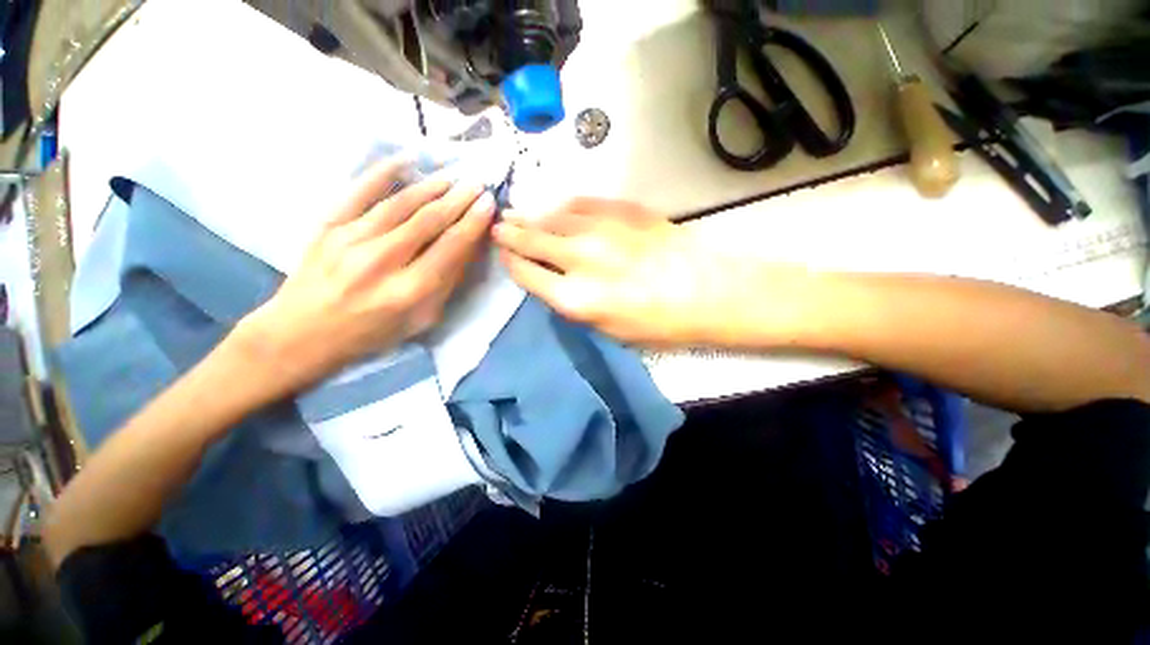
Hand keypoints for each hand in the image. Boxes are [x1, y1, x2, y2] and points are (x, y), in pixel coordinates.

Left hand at [235, 158, 495, 392]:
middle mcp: (382, 262)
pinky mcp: (328, 227)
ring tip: (453, 176)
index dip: (473, 223)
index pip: (451, 247)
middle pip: (429, 221)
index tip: (488, 204)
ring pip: (400, 204)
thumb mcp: (421, 320)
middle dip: (458, 199)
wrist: (302, 333)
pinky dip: (383, 173)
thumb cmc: (371, 333)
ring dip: (431, 187)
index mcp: (410, 291)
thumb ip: (446, 283)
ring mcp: (351, 240)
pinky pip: (359, 192)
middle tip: (478, 184)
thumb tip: (466, 247)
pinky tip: (406, 160)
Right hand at [493, 198, 741, 345]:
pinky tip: (559, 210)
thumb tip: (554, 282)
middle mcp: (579, 259)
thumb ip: (575, 304)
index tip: (504, 254)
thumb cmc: (659, 324)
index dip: (511, 262)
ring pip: (553, 217)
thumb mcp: (608, 330)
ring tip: (520, 215)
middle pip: (532, 239)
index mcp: (575, 298)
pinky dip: (564, 208)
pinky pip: (581, 204)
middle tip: (499, 226)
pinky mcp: (621, 211)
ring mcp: (600, 230)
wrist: (708, 292)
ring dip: (533, 217)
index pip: (526, 273)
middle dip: (511, 233)